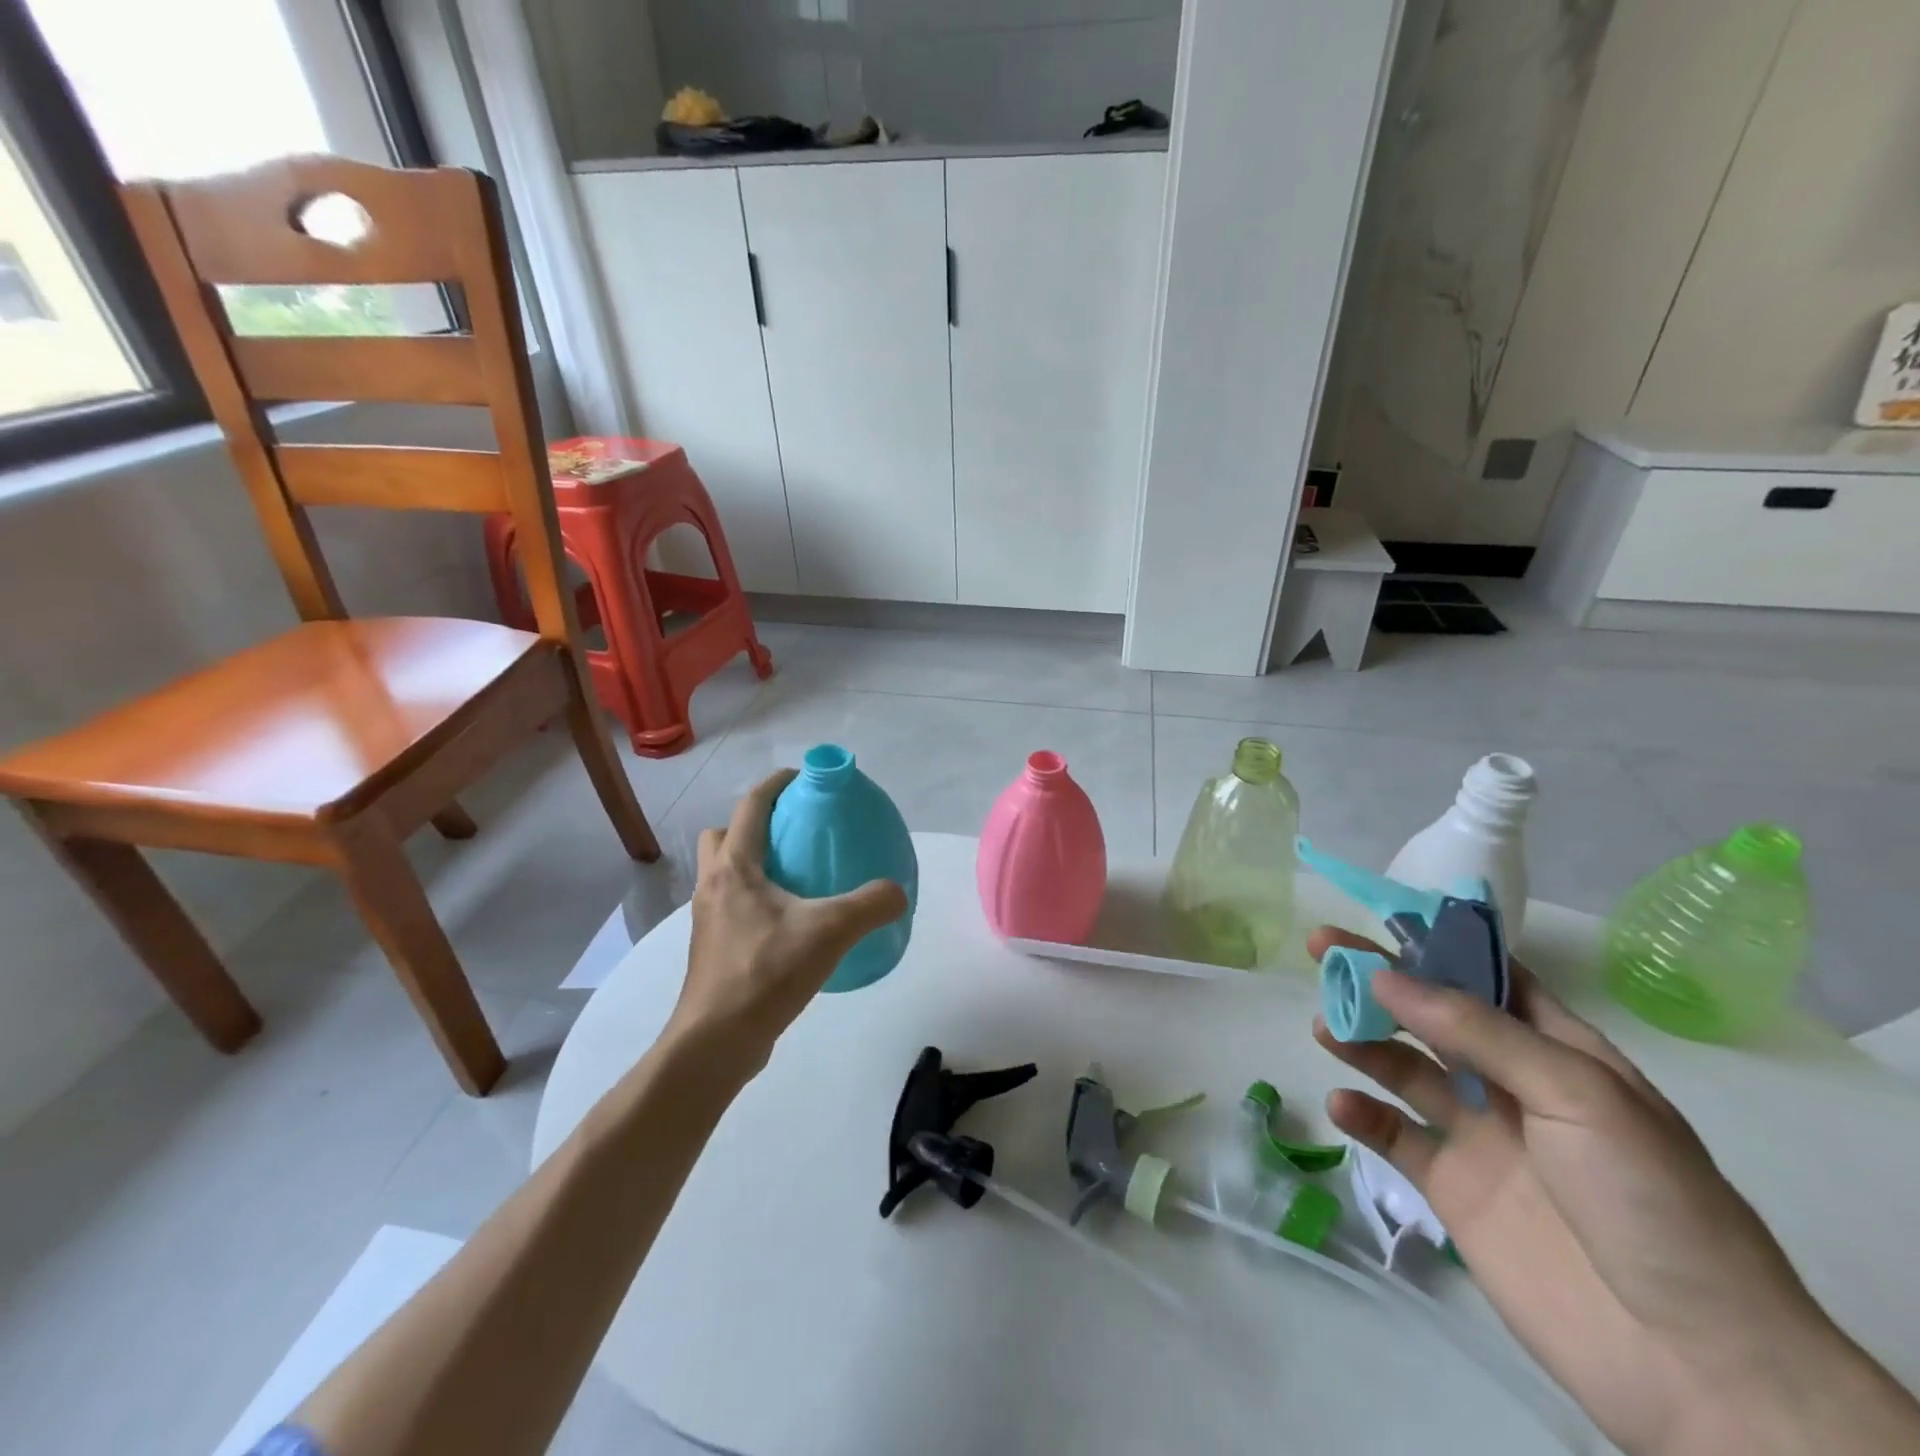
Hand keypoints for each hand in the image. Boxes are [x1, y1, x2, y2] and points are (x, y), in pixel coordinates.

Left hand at [670, 770, 908, 1072]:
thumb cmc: (766, 973)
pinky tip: (788, 925)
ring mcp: (707, 920)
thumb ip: (872, 904)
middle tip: (791, 836)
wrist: (716, 1042)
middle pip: (722, 836)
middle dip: (752, 826)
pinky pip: (731, 907)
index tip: (802, 778)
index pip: (751, 807)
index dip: (775, 785)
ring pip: (723, 874)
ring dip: (750, 865)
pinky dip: (754, 901)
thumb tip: (898, 891)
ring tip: (794, 879)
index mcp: (734, 868)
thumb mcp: (831, 931)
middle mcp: (712, 886)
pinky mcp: (712, 950)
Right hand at [1309, 926, 1919, 1455]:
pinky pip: (1395, 1136)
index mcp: (1559, 1053)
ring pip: (1403, 1068)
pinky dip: (1363, 1116)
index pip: (1490, 978)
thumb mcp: (1578, 1094)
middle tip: (1320, 952)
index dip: (1436, 946)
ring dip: (1361, 1041)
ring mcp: (1480, 1137)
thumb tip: (1386, 977)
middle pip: (1432, 1015)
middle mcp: (1513, 1084)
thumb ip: (1478, 1030)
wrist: (1693, 1364)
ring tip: (1325, 1028)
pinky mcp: (1452, 1187)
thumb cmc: (1650, 1201)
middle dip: (1377, 981)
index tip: (1377, 919)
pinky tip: (1341, 1105)